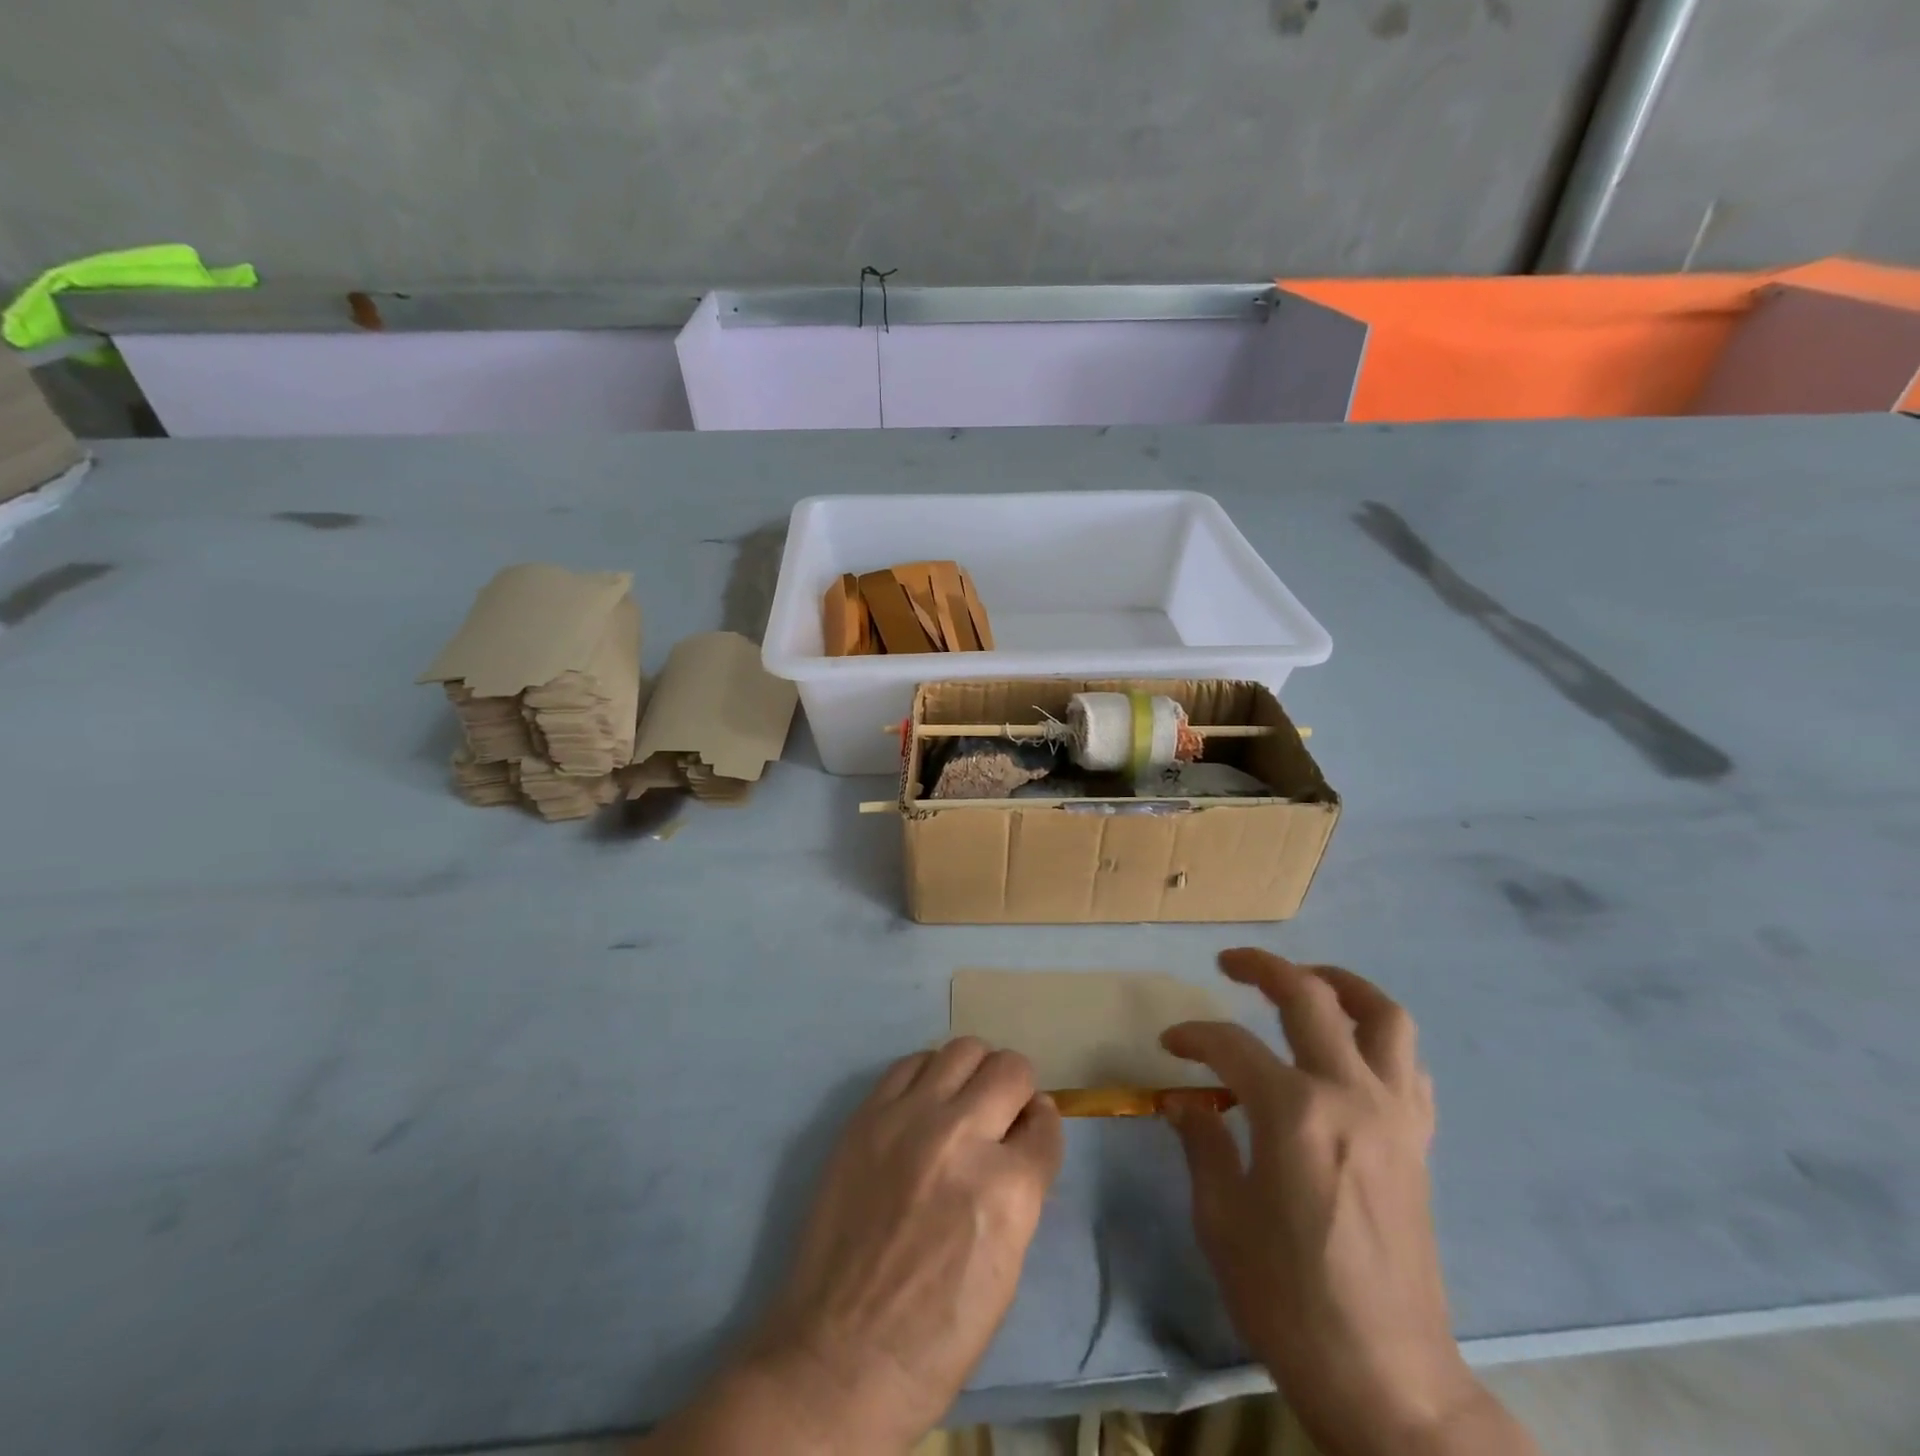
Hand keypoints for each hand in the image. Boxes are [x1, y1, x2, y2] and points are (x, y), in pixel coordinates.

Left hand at [728, 1039, 1062, 1452]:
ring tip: (964, 1100)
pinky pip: (911, 1062)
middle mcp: (961, 1138)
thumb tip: (1027, 1131)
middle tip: (1001, 1114)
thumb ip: (1023, 1188)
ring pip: (963, 1049)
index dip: (1042, 1127)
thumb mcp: (1007, 1267)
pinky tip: (924, 1102)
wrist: (840, 1357)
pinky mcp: (867, 1115)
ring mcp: (908, 1119)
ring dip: (975, 1071)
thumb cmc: (937, 1336)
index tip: (1032, 1131)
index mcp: (1007, 1190)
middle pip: (1010, 1069)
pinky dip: (929, 1074)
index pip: (1046, 1123)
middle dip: (1016, 1088)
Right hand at [1162, 949, 1532, 1455]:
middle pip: (1310, 998)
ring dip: (1341, 985)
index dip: (1193, 1036)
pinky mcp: (1419, 1142)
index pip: (1230, 1044)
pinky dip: (1378, 1040)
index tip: (1170, 1045)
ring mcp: (1395, 1116)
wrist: (1388, 1381)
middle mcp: (1350, 1095)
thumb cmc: (1289, 1300)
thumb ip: (1202, 1144)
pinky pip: (1409, 1066)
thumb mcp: (1221, 1221)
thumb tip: (1184, 1102)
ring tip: (1307, 980)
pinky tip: (1350, 1051)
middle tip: (1229, 964)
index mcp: (1294, 1113)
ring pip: (1383, 1016)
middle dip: (1263, 968)